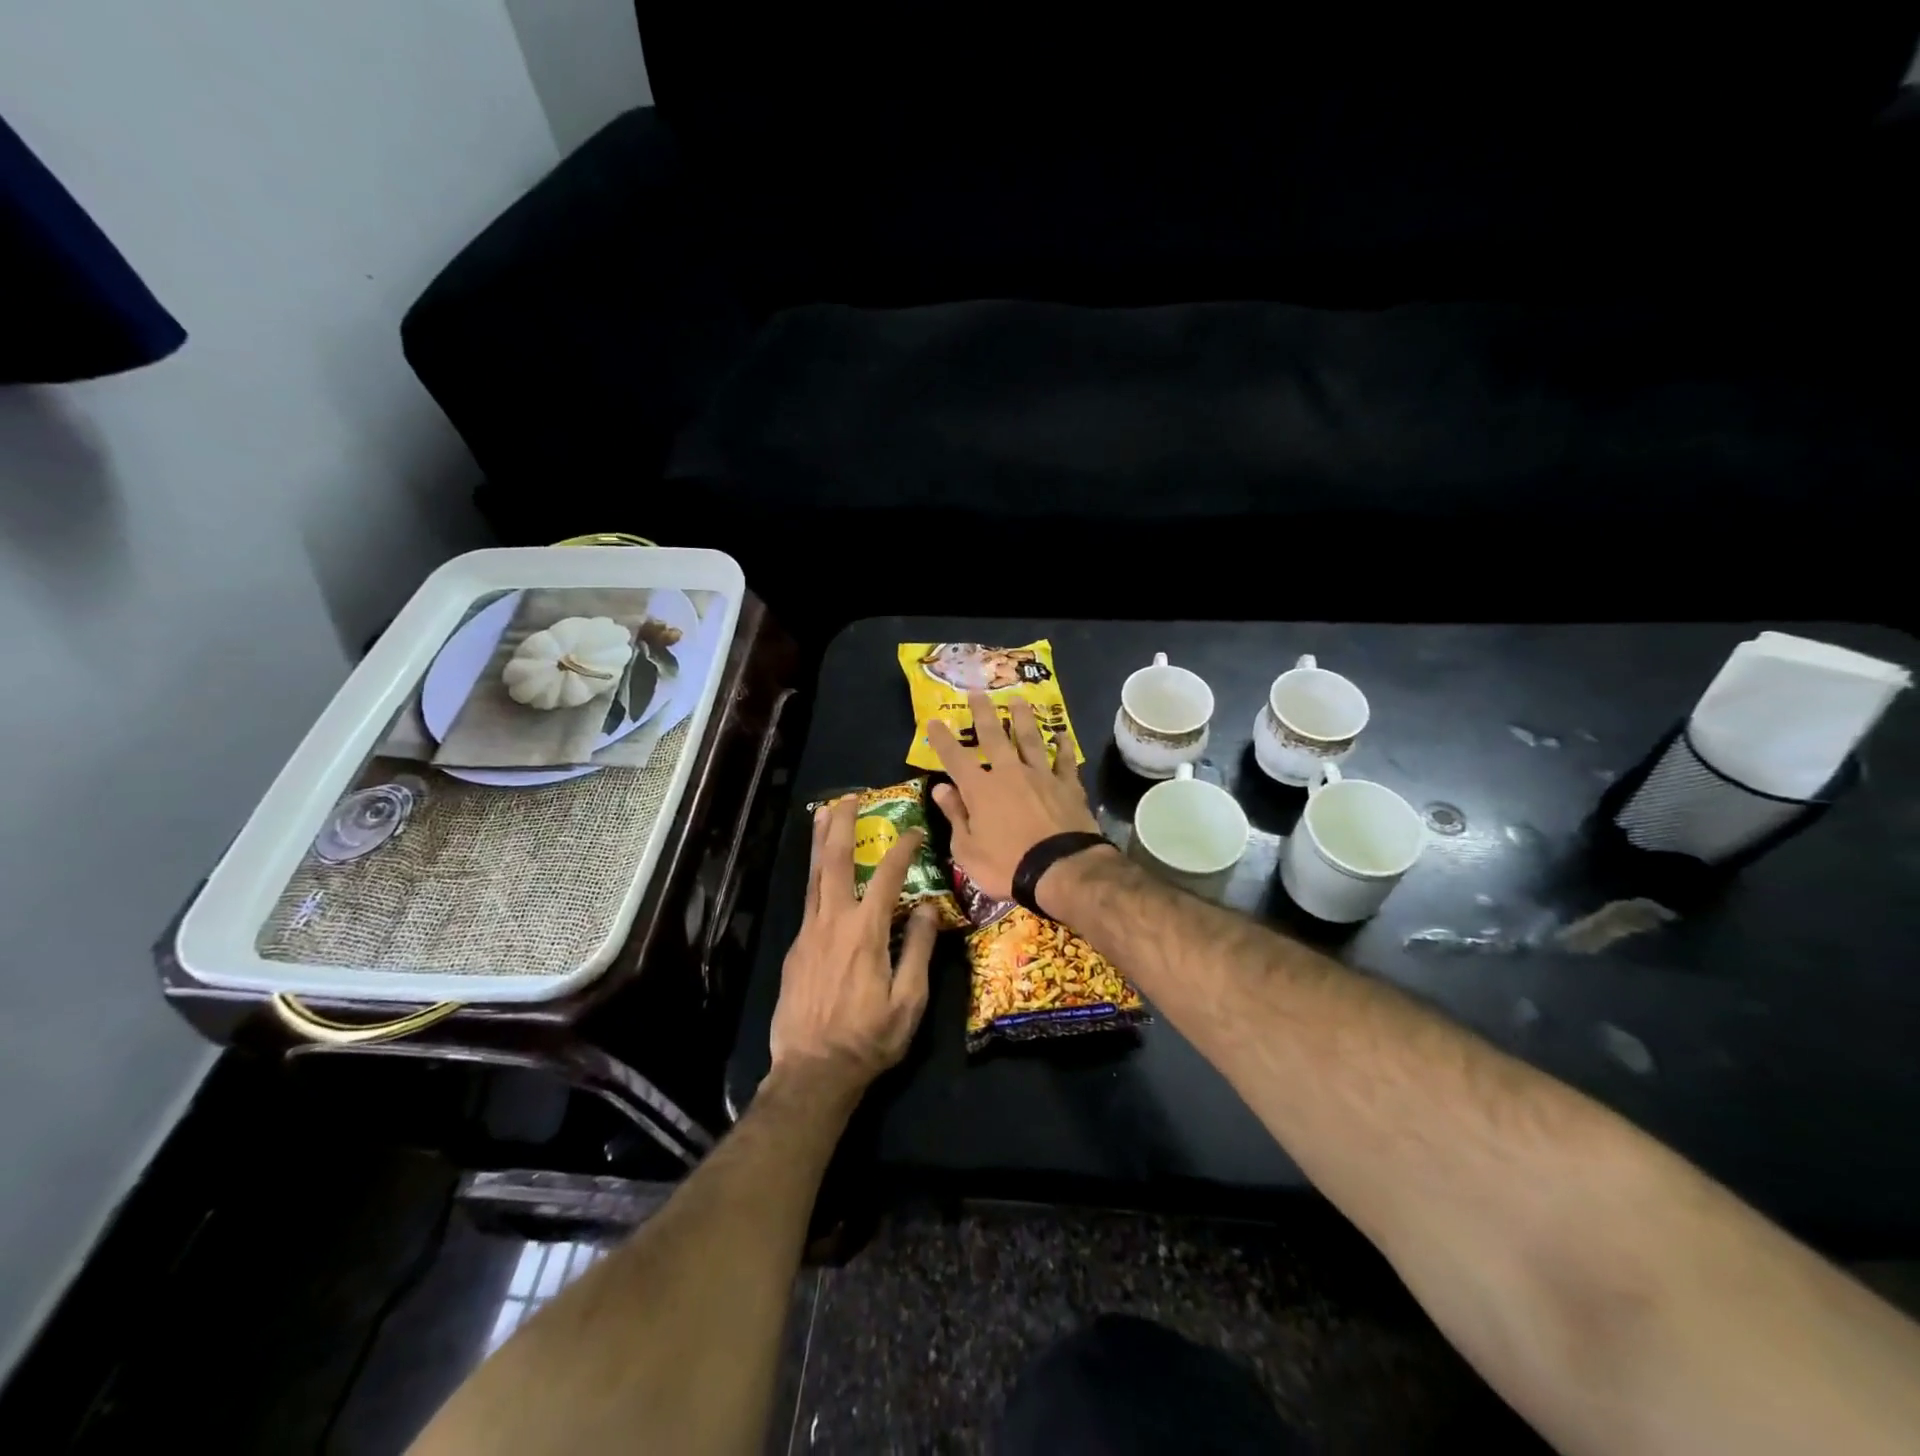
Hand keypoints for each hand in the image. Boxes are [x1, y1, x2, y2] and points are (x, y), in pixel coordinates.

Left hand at [770, 796, 935, 1095]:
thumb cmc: (868, 1039)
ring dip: (819, 842)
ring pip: (813, 877)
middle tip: (848, 798)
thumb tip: (927, 907)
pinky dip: (815, 877)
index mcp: (864, 933)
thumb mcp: (908, 1001)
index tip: (915, 831)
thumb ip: (918, 949)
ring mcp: (808, 934)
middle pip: (834, 862)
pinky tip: (820, 874)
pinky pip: (808, 902)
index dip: (902, 850)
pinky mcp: (795, 950)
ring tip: (823, 814)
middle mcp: (832, 923)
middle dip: (841, 826)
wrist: (812, 1072)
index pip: (886, 878)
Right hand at [926, 691, 1100, 901]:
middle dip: (983, 713)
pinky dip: (1064, 746)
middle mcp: (1009, 773)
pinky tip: (1061, 735)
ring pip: (1030, 739)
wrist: (1061, 870)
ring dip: (1022, 718)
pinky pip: (1065, 760)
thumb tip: (941, 789)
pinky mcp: (1068, 786)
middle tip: (978, 692)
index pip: (955, 758)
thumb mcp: (967, 850)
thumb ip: (955, 816)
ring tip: (1018, 699)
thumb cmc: (1007, 866)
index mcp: (980, 790)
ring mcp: (1041, 776)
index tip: (933, 720)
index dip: (942, 739)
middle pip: (994, 736)